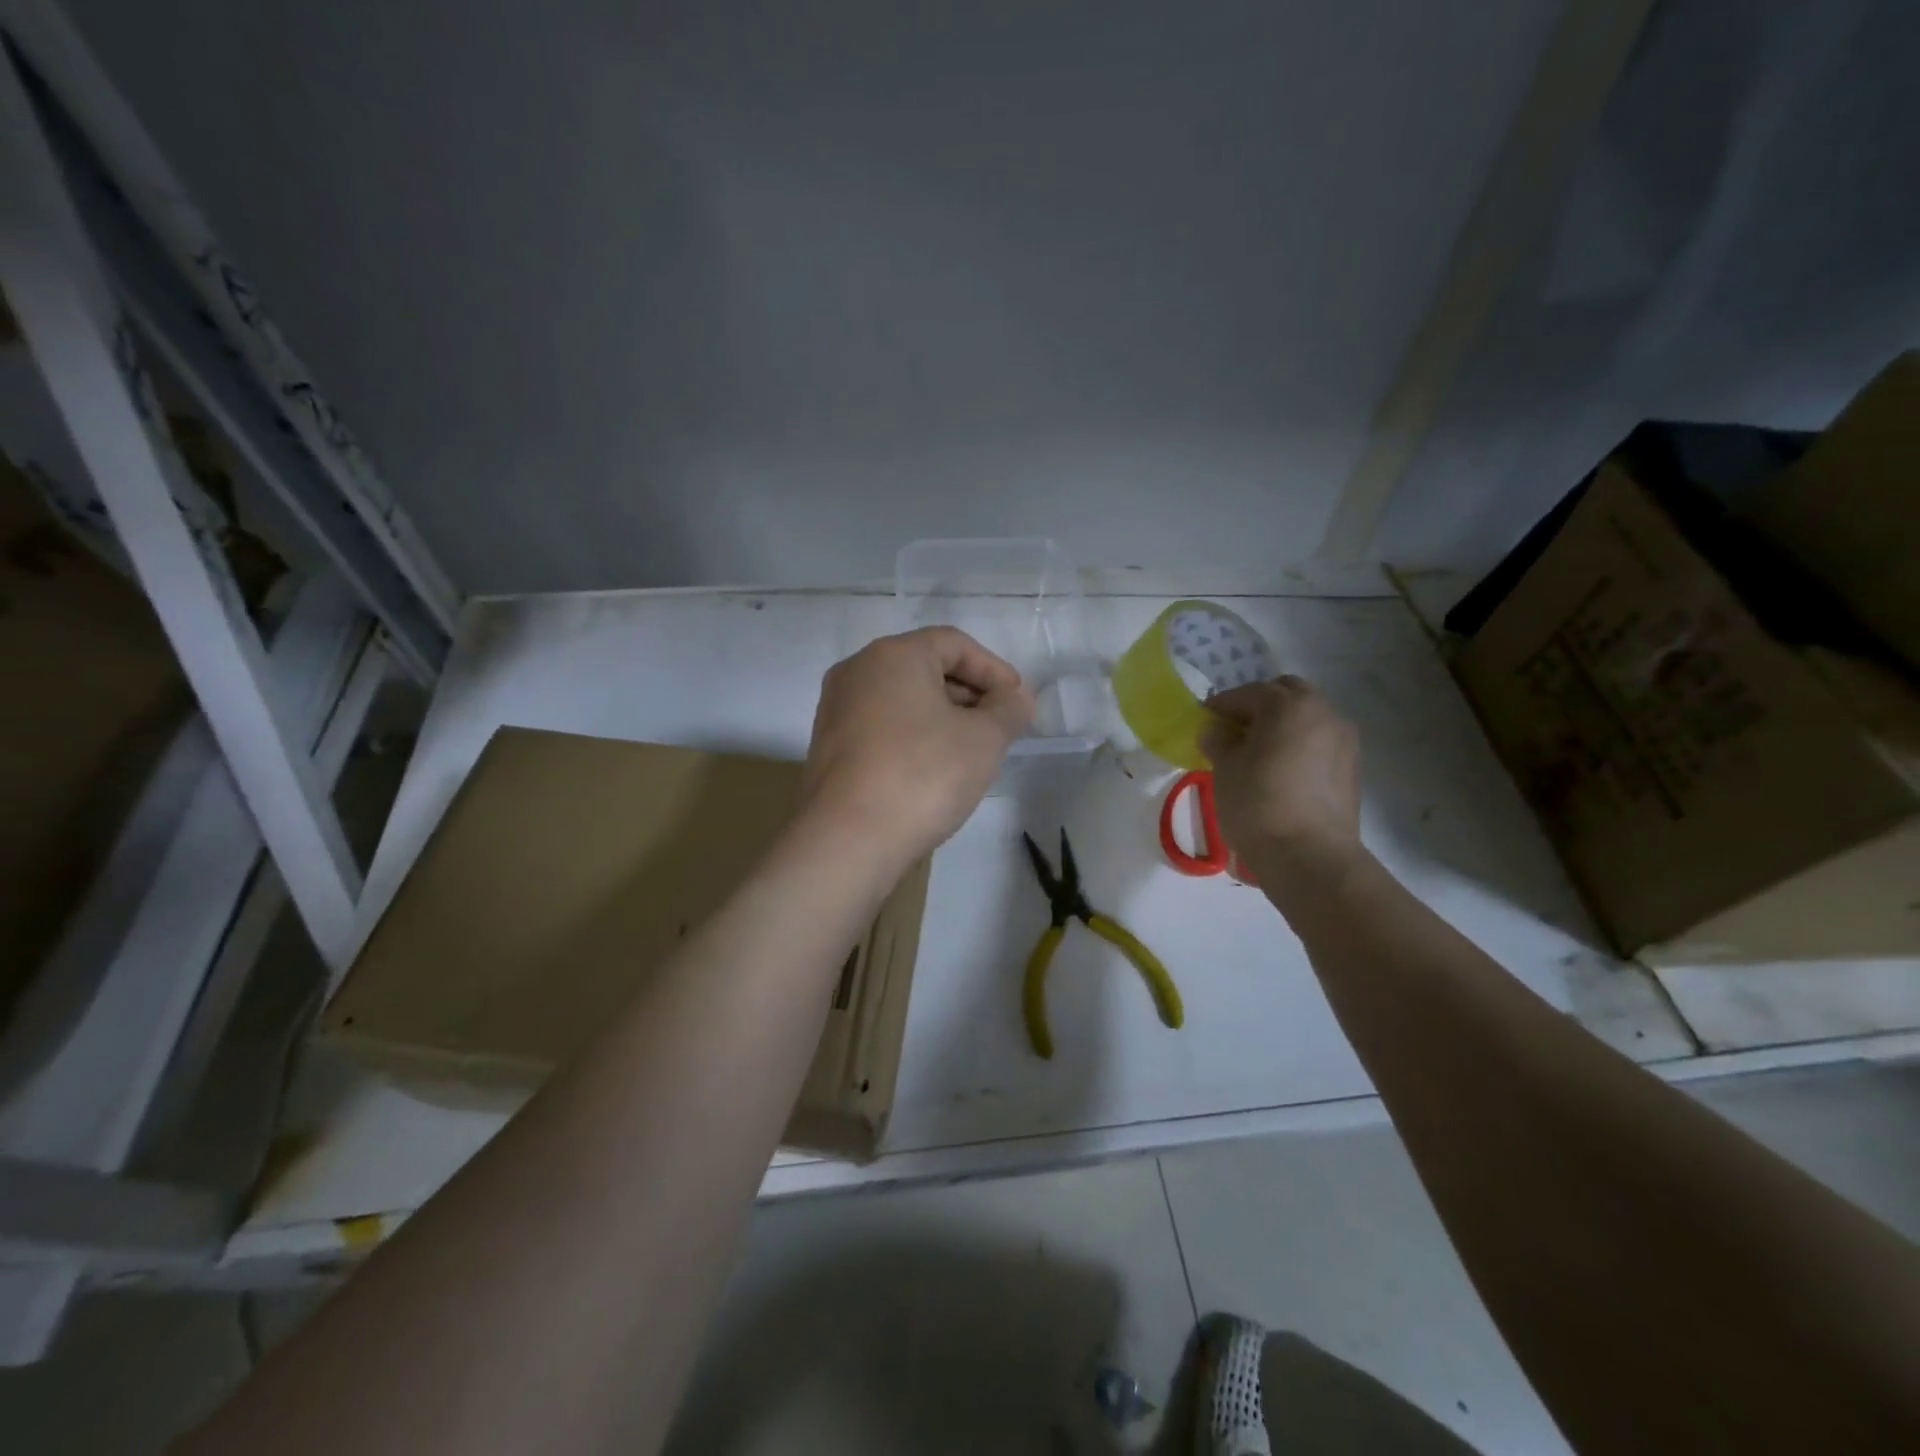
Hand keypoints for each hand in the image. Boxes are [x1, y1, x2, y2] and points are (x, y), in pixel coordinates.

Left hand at [802, 627, 1035, 864]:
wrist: (848, 839)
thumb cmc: (922, 775)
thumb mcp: (983, 740)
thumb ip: (1009, 709)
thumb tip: (1016, 697)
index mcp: (893, 655)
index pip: (955, 644)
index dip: (994, 669)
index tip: (1017, 702)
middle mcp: (857, 671)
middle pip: (925, 667)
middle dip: (969, 694)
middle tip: (999, 727)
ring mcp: (836, 709)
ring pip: (902, 699)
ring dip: (942, 717)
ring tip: (971, 751)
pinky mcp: (829, 745)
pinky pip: (881, 725)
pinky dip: (913, 735)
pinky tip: (932, 769)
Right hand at [1199, 676, 1361, 885]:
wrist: (1309, 856)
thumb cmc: (1257, 803)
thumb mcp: (1224, 768)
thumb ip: (1218, 740)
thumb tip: (1216, 730)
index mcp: (1289, 705)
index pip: (1248, 693)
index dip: (1221, 705)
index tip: (1204, 721)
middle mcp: (1324, 712)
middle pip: (1287, 695)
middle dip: (1259, 707)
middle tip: (1234, 731)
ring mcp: (1344, 740)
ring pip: (1306, 718)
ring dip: (1282, 726)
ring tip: (1257, 753)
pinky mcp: (1352, 768)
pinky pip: (1319, 743)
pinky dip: (1298, 746)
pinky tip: (1280, 772)